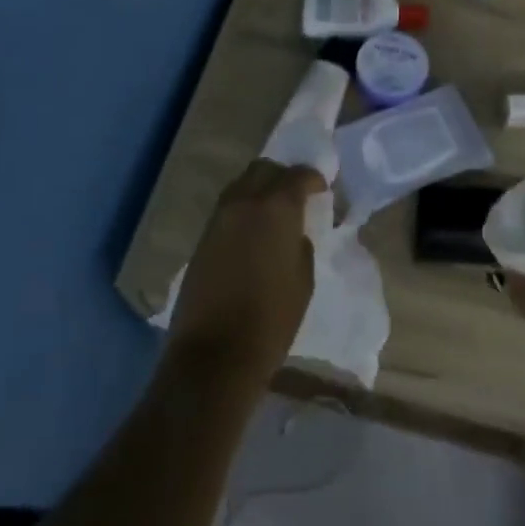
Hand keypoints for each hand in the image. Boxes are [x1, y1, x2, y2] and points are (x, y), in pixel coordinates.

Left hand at [162, 160, 324, 391]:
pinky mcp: (202, 238)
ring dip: (260, 190)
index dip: (313, 178)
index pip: (298, 176)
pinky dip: (243, 210)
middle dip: (282, 176)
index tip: (322, 189)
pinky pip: (227, 209)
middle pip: (264, 170)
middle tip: (297, 195)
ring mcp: (219, 218)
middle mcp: (244, 202)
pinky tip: (253, 231)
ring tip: (274, 213)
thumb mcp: (303, 281)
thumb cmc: (271, 320)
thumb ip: (300, 244)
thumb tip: (293, 233)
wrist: (214, 355)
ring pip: (241, 185)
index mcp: (276, 208)